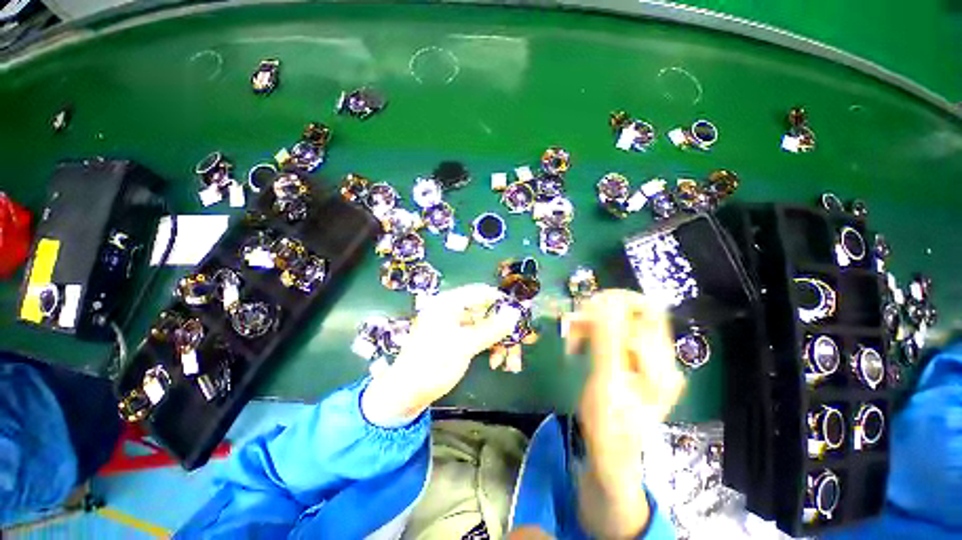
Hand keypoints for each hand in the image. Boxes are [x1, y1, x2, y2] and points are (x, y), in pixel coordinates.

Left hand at [363, 284, 520, 423]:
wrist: (406, 395)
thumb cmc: (432, 365)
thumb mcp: (464, 346)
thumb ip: (491, 329)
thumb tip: (515, 314)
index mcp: (448, 303)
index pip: (481, 292)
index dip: (502, 302)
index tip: (520, 315)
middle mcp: (452, 310)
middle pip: (486, 311)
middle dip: (503, 329)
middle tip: (520, 344)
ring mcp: (455, 325)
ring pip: (486, 326)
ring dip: (500, 342)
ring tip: (510, 363)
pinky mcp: (457, 339)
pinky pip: (480, 337)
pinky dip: (490, 348)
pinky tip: (496, 363)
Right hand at [564, 290, 684, 537]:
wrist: (610, 451)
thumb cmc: (609, 424)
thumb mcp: (606, 383)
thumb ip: (607, 341)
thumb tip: (605, 302)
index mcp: (662, 363)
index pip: (648, 310)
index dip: (617, 302)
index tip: (586, 309)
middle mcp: (659, 356)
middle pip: (633, 312)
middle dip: (600, 311)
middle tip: (574, 321)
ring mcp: (644, 357)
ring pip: (618, 320)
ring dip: (592, 321)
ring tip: (570, 335)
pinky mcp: (629, 358)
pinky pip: (611, 332)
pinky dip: (591, 330)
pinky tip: (577, 340)